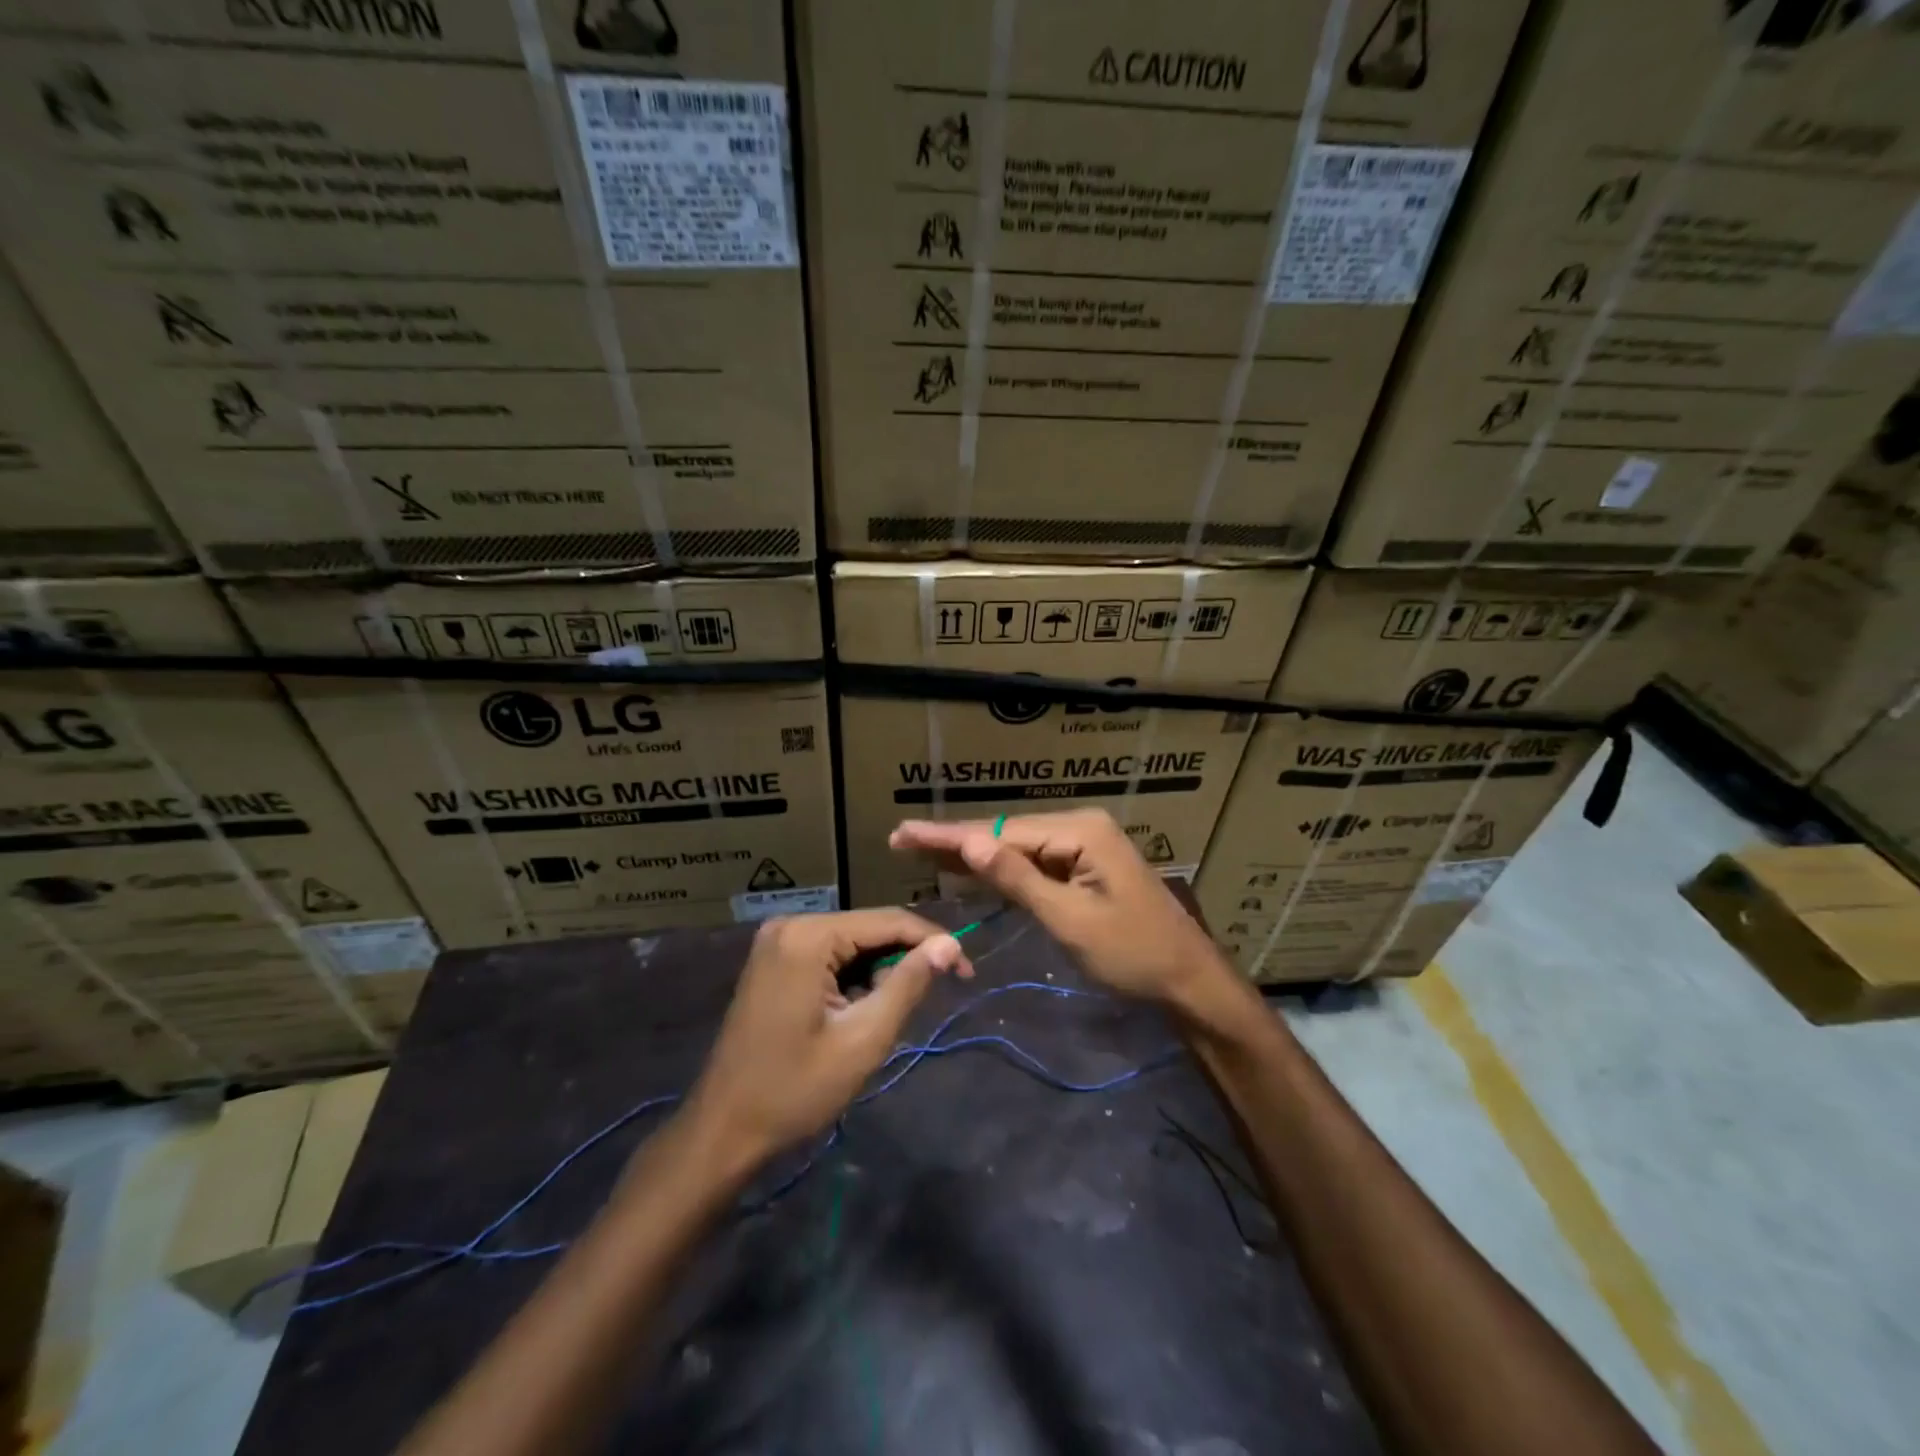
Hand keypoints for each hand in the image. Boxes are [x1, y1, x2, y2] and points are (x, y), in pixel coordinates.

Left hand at [681, 910, 969, 1172]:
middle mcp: (791, 924)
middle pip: (869, 929)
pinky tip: (857, 1013)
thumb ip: (909, 983)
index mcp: (809, 936)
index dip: (934, 942)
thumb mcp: (864, 1038)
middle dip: (904, 961)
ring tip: (884, 1019)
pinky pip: (830, 955)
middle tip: (930, 1001)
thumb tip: (949, 945)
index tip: (967, 972)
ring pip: (852, 943)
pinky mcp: (774, 959)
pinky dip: (853, 979)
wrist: (723, 1130)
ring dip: (878, 974)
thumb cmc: (795, 1090)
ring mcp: (778, 941)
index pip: (889, 921)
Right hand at [889, 810, 1229, 1010]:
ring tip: (922, 849)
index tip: (904, 832)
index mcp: (1080, 830)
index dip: (949, 835)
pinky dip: (1001, 868)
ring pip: (1017, 846)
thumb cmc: (1132, 954)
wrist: (1188, 980)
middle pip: (1006, 833)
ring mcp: (1084, 845)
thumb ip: (1019, 879)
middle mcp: (1080, 826)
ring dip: (973, 852)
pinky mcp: (1085, 866)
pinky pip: (1034, 862)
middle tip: (902, 839)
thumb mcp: (1070, 919)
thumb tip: (970, 842)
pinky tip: (969, 866)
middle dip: (955, 840)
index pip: (1001, 831)